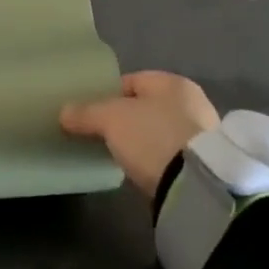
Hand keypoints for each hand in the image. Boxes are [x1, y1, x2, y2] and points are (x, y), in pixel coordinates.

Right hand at [60, 70, 219, 198]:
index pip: (132, 81)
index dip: (107, 94)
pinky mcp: (205, 164)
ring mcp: (203, 135)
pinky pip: (171, 154)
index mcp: (172, 82)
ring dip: (142, 141)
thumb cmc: (153, 136)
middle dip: (125, 119)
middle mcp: (192, 102)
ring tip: (120, 155)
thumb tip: (63, 112)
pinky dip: (156, 159)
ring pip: (160, 131)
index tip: (89, 113)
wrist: (197, 186)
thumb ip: (86, 113)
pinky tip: (143, 170)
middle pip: (146, 106)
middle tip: (102, 135)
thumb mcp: (111, 119)